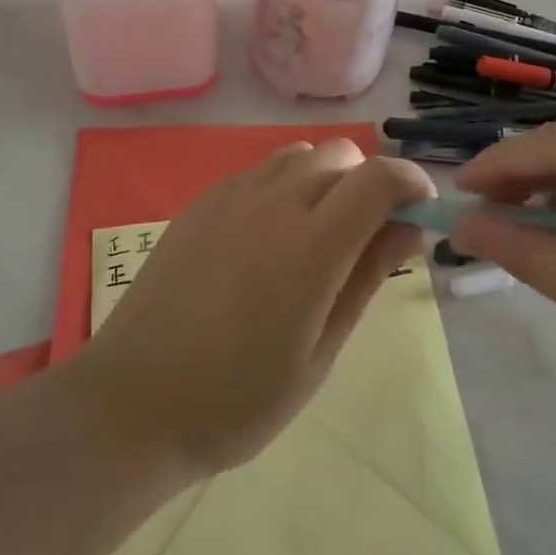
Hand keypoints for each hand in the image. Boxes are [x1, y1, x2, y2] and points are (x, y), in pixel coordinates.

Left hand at [79, 140, 428, 476]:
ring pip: (298, 154)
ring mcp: (232, 195)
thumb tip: (409, 227)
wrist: (135, 400)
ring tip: (317, 232)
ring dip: (324, 177)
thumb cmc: (239, 398)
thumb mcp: (320, 352)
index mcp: (313, 243)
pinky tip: (268, 235)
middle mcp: (275, 201)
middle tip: (366, 234)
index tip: (420, 210)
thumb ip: (367, 277)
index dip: (410, 182)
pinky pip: (258, 170)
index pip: (379, 178)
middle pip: (340, 155)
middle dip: (367, 181)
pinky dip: (283, 184)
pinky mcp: (202, 201)